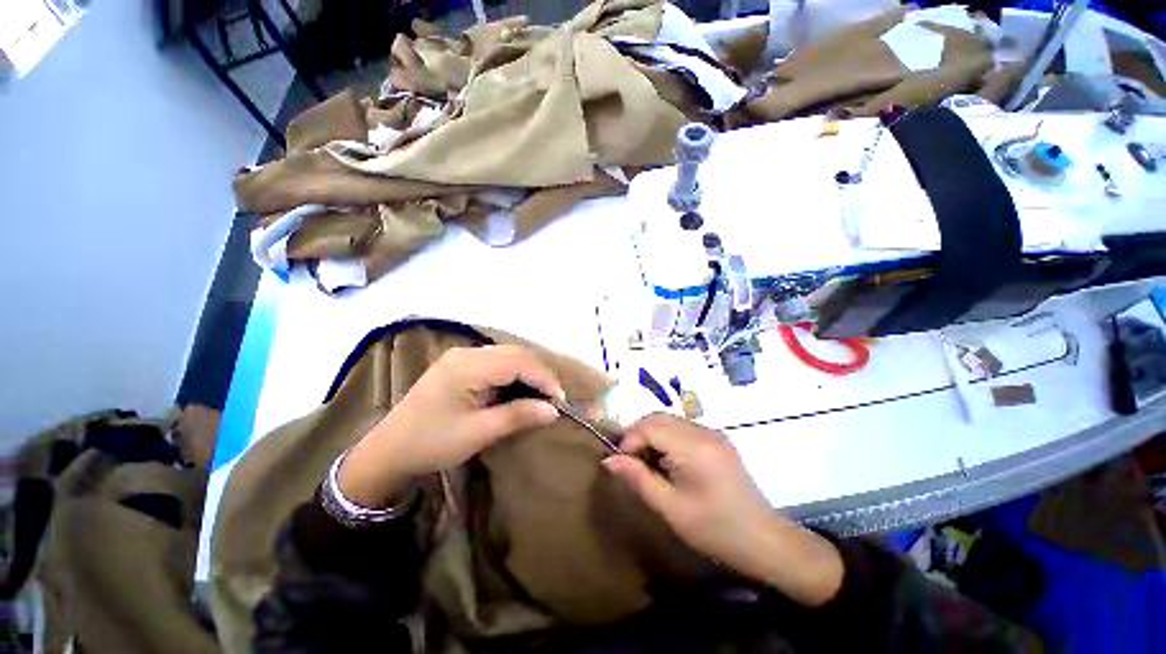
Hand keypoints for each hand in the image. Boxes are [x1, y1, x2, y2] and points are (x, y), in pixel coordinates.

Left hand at [339, 345, 563, 506]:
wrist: (388, 450)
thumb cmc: (431, 443)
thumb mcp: (477, 433)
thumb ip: (517, 416)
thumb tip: (553, 410)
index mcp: (467, 366)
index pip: (518, 362)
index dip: (544, 378)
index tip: (560, 401)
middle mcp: (466, 353)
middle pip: (515, 353)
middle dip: (539, 374)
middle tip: (554, 398)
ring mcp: (462, 356)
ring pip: (508, 354)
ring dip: (528, 372)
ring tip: (541, 394)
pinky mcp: (460, 364)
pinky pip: (497, 361)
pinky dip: (514, 372)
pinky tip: (519, 388)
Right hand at [603, 414, 843, 605]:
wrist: (763, 540)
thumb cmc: (716, 530)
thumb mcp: (671, 509)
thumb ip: (638, 479)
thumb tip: (609, 460)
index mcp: (695, 449)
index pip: (650, 427)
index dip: (629, 440)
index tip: (620, 462)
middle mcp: (704, 432)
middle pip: (659, 418)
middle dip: (638, 434)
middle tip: (629, 461)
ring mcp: (713, 432)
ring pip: (669, 420)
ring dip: (651, 434)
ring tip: (646, 462)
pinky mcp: (717, 438)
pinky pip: (682, 428)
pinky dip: (666, 437)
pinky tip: (666, 461)